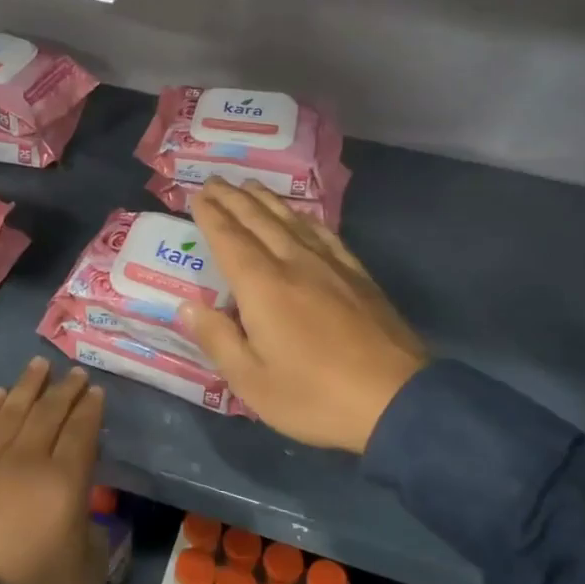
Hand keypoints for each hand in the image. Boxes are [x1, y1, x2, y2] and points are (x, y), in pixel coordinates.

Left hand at [0, 357, 107, 583]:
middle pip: (49, 413)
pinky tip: (1, 394)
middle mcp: (28, 460)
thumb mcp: (89, 572)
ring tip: (40, 366)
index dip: (90, 408)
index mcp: (65, 481)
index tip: (95, 391)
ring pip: (13, 411)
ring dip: (29, 386)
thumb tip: (86, 514)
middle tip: (75, 373)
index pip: (81, 430)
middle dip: (65, 389)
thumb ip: (96, 535)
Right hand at [179, 181, 428, 453]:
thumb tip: (188, 307)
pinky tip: (301, 216)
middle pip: (259, 220)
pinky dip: (305, 218)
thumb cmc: (314, 396)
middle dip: (233, 198)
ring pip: (292, 221)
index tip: (196, 195)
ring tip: (250, 186)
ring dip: (267, 201)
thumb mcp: (251, 381)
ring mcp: (331, 266)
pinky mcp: (358, 276)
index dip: (210, 215)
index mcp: (263, 286)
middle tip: (215, 181)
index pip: (229, 239)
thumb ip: (217, 339)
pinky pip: (325, 234)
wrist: (396, 402)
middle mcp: (294, 264)